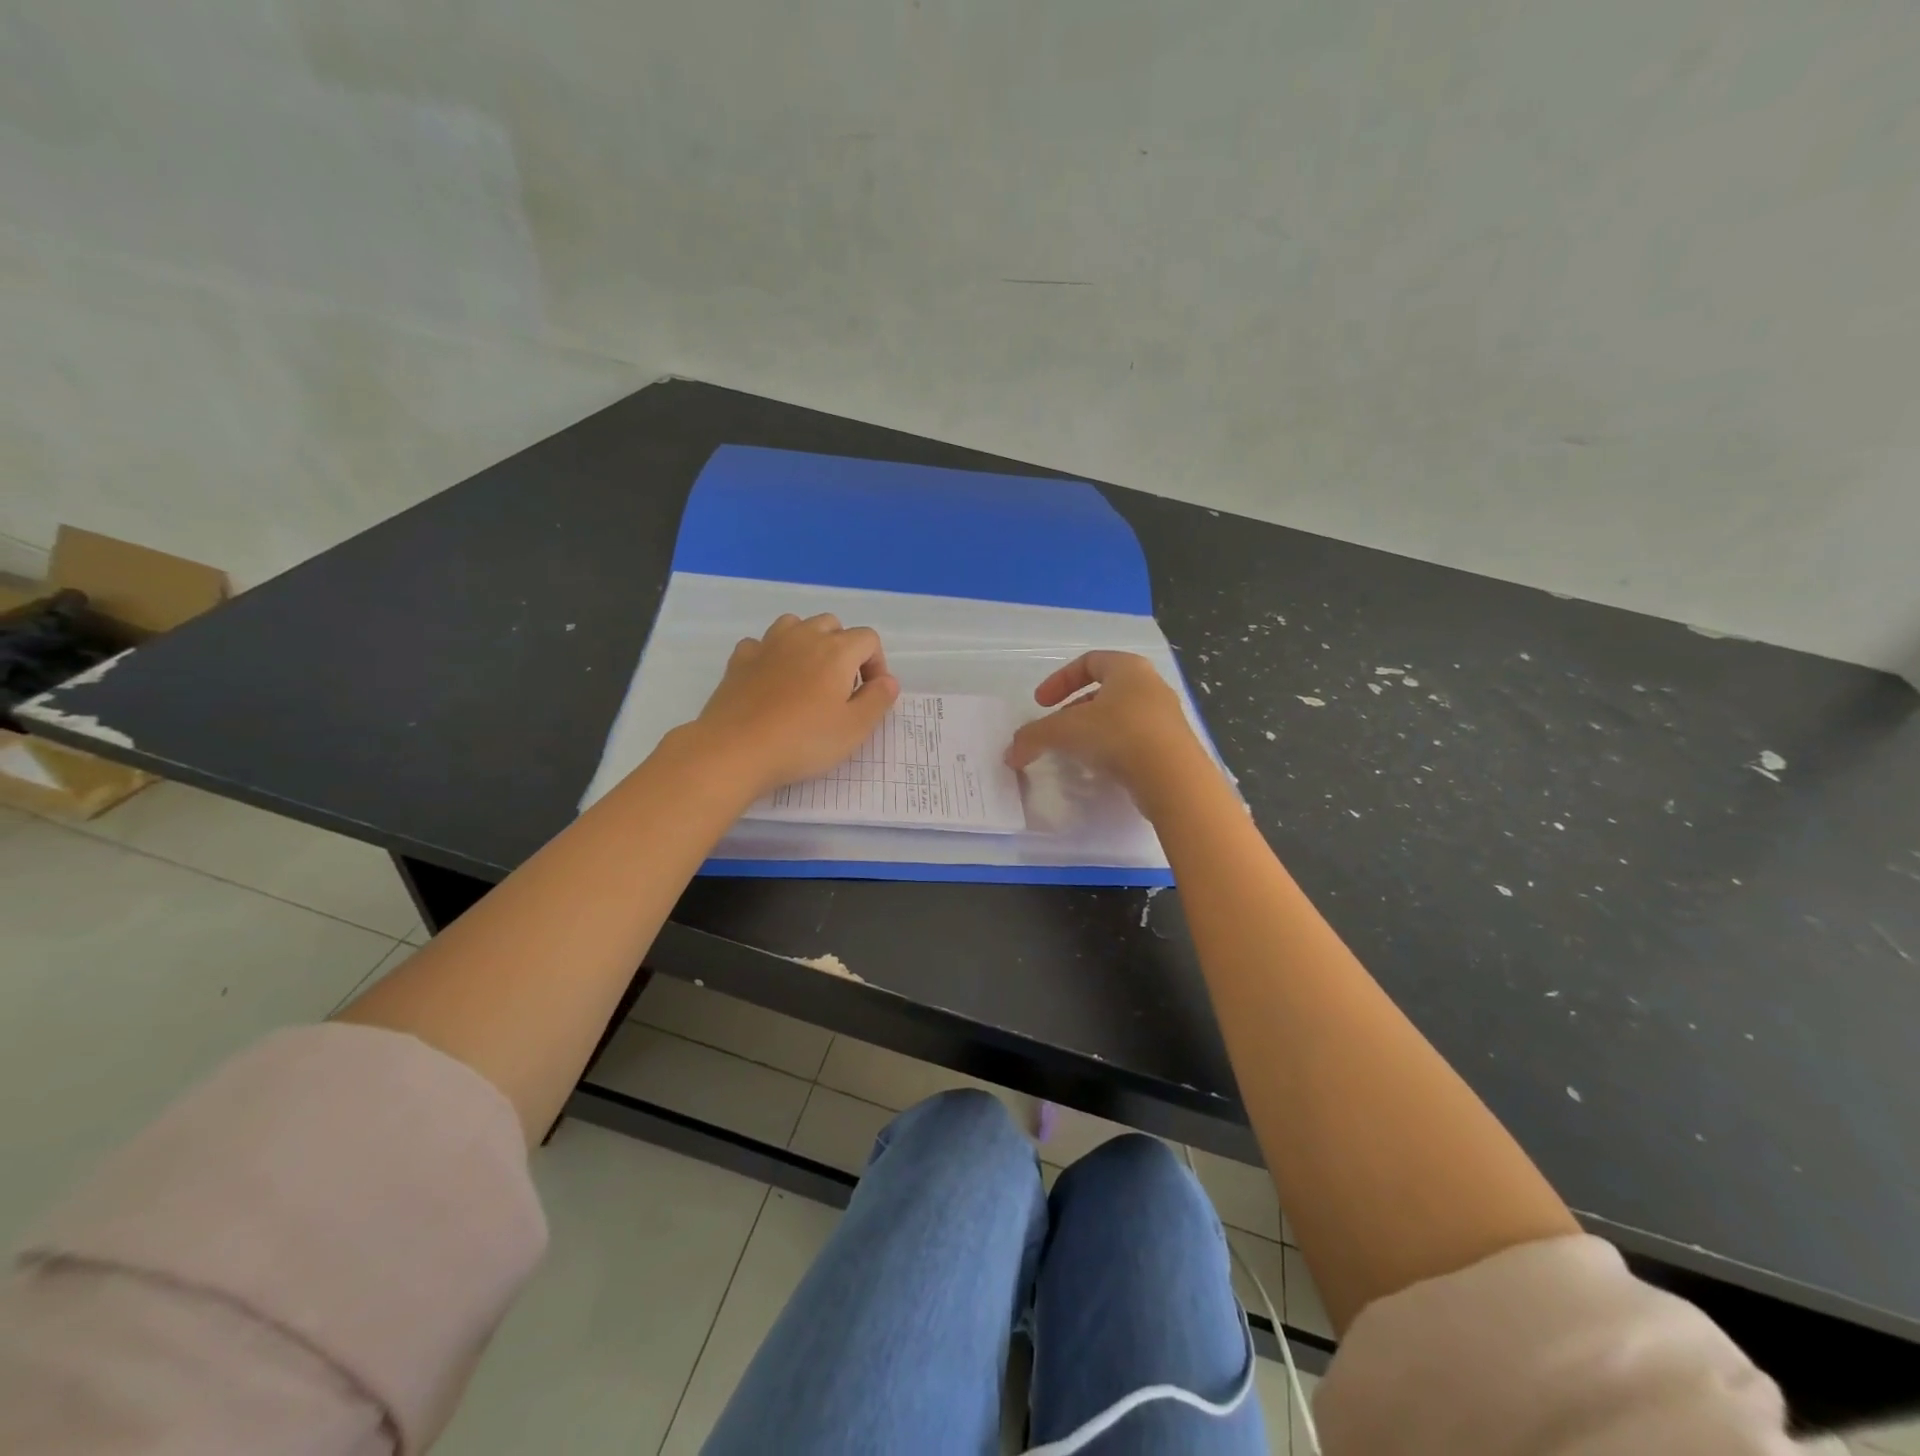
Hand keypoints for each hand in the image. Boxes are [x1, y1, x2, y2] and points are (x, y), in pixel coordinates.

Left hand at [687, 613, 899, 797]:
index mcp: (837, 651)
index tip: (870, 695)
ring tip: (808, 677)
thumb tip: (888, 681)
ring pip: (796, 625)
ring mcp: (768, 645)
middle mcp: (803, 637)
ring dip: (808, 643)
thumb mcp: (854, 729)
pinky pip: (762, 643)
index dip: (876, 664)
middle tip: (841, 688)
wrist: (735, 749)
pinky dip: (772, 655)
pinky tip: (772, 680)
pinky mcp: (739, 659)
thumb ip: (878, 700)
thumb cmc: (803, 741)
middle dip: (843, 649)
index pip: (868, 639)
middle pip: (832, 625)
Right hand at [1004, 651, 1209, 813]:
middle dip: (1074, 709)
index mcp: (1128, 668)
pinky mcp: (1173, 747)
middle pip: (1105, 690)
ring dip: (1093, 731)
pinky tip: (1101, 769)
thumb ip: (1033, 737)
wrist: (1173, 779)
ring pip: (1120, 717)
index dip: (1059, 680)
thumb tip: (1010, 753)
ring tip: (1076, 753)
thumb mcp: (1065, 732)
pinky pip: (1135, 740)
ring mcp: (1166, 717)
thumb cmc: (1118, 736)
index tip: (1041, 704)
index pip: (1089, 661)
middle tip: (1057, 730)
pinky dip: (1113, 749)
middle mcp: (1151, 686)